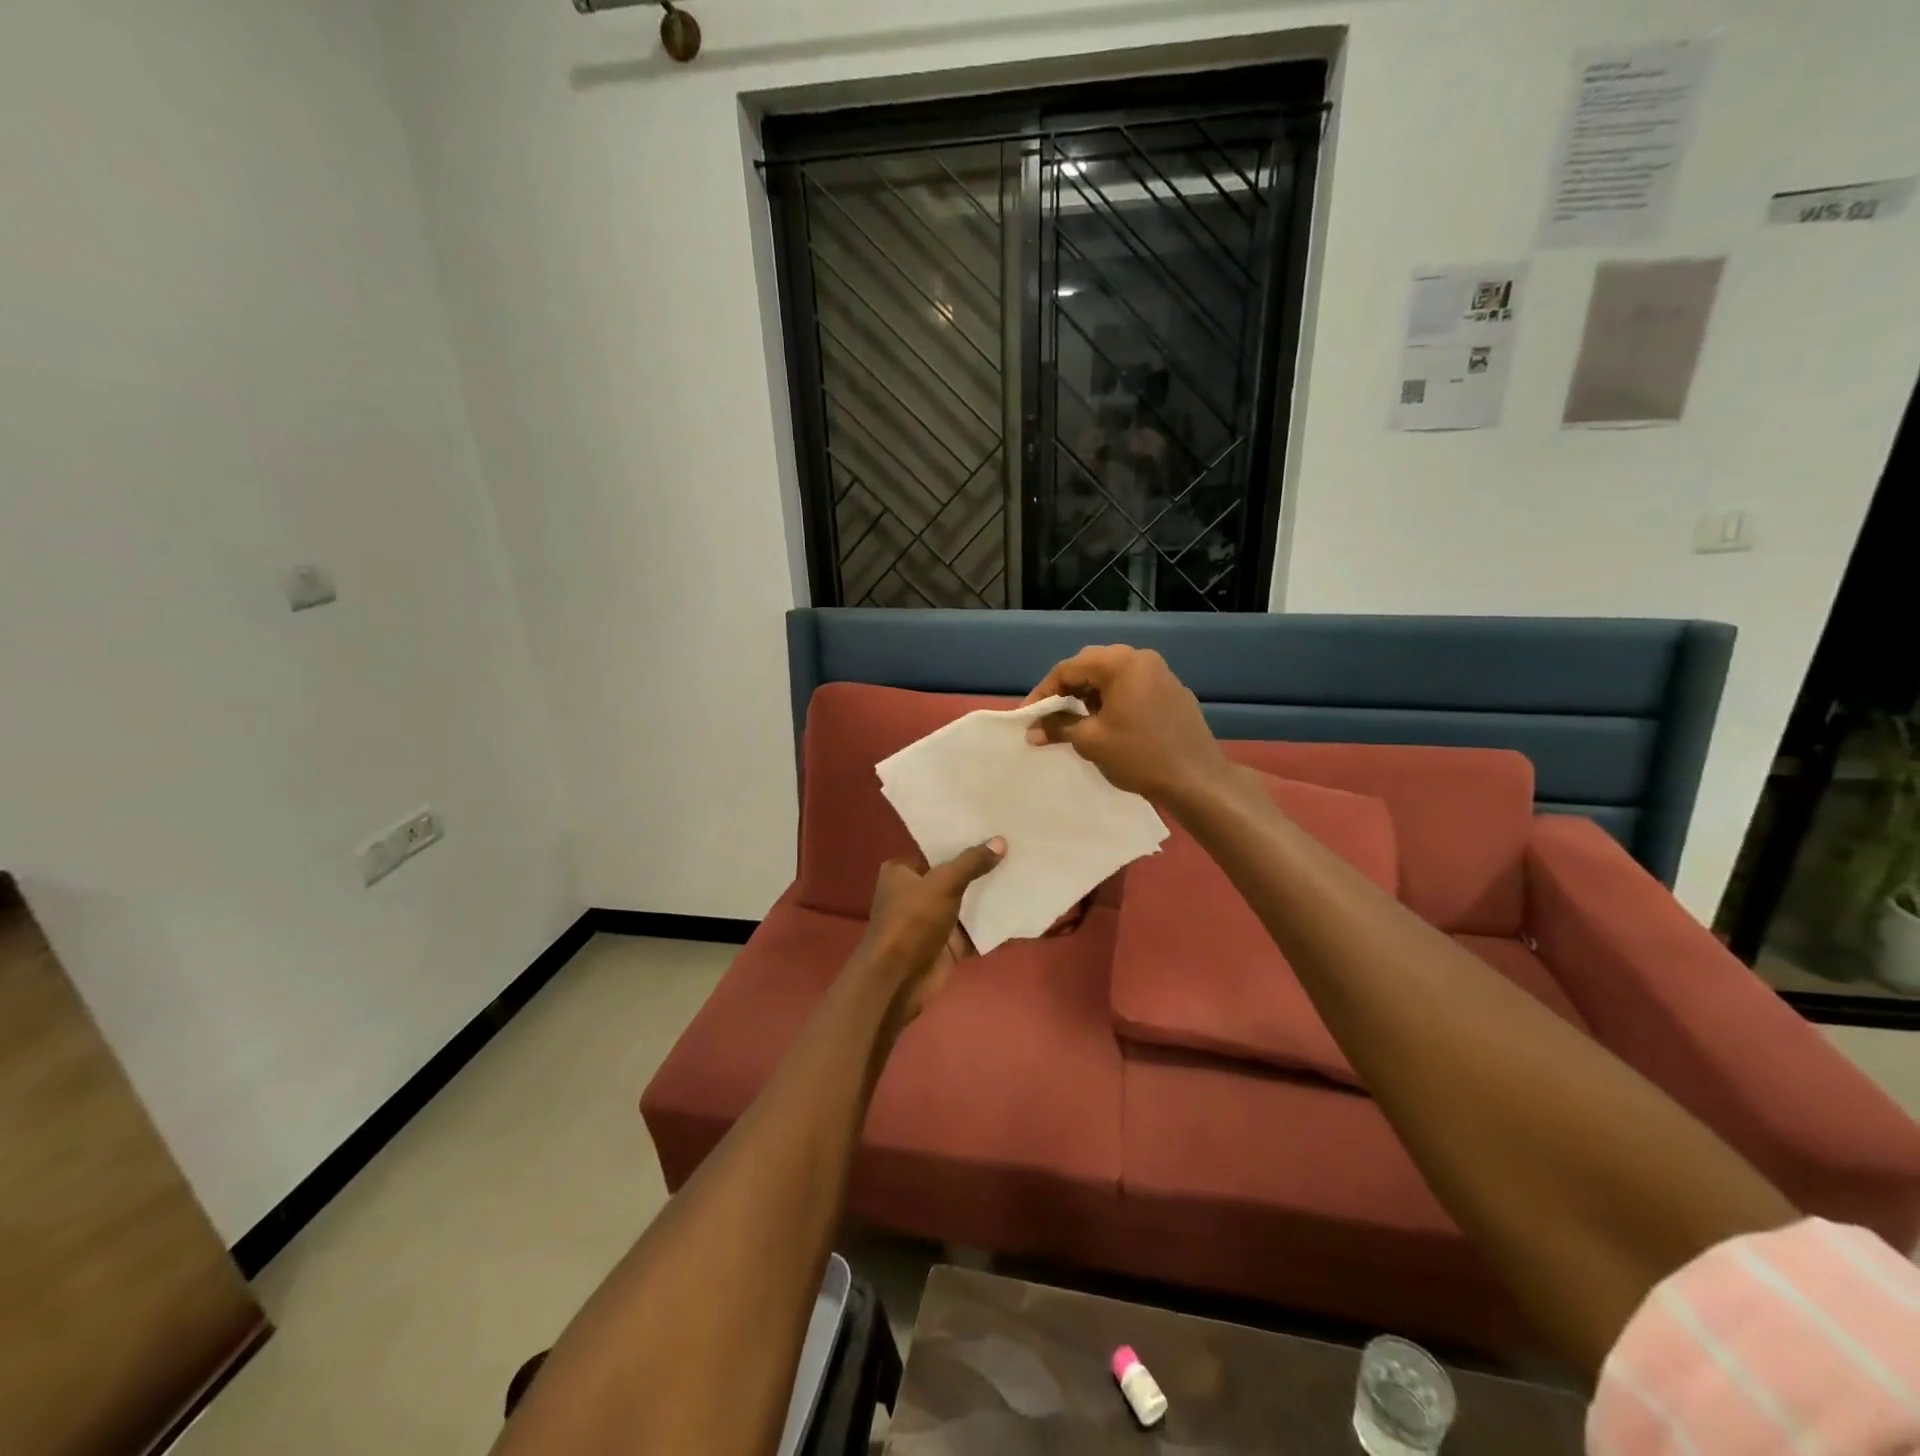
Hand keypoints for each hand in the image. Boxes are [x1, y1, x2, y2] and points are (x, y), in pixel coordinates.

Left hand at [855, 839, 1005, 1026]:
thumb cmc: (912, 921)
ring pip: (967, 902)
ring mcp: (933, 919)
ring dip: (990, 894)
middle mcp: (915, 892)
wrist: (899, 980)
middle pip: (954, 875)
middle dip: (982, 867)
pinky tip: (1020, 907)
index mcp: (902, 871)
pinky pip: (975, 928)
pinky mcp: (948, 943)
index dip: (963, 840)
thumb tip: (1000, 841)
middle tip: (1017, 848)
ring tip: (1024, 871)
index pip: (936, 849)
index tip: (994, 829)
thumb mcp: (943, 884)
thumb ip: (971, 863)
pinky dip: (993, 922)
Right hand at [1022, 645, 1230, 804]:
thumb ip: (1058, 727)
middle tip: (1048, 716)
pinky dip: (1113, 701)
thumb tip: (1032, 729)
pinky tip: (1107, 725)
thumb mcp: (1090, 740)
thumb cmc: (1138, 755)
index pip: (1069, 668)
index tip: (1027, 716)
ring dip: (1090, 696)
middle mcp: (1142, 659)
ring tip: (1074, 722)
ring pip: (1113, 677)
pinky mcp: (1173, 693)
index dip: (1043, 692)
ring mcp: (1162, 675)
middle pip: (1091, 667)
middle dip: (1066, 691)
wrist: (1197, 779)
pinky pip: (1133, 689)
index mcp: (1121, 663)